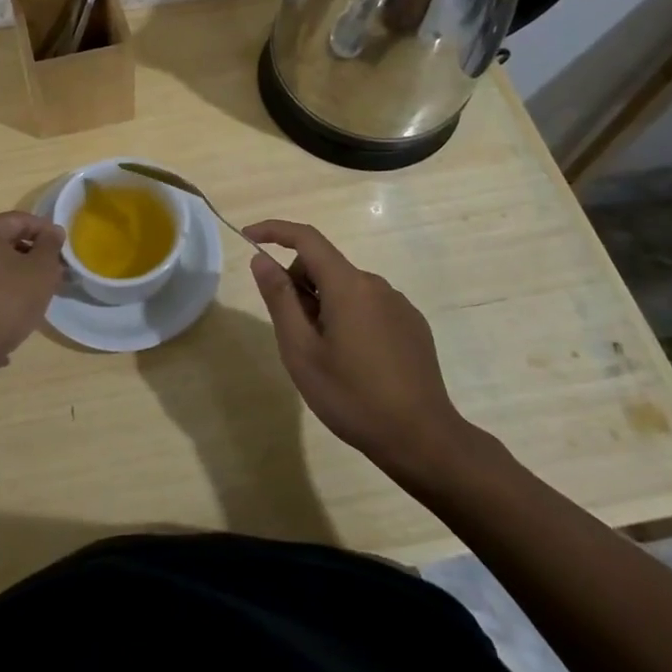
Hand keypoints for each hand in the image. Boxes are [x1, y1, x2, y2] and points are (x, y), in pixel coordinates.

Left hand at [0, 212, 66, 374]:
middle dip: (31, 258)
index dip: (46, 232)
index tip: (64, 250)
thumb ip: (50, 246)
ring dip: (15, 279)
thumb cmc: (5, 303)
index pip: (21, 220)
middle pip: (4, 244)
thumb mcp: (40, 271)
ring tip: (35, 300)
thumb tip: (52, 231)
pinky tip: (10, 320)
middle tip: (53, 276)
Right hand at [244, 219, 477, 488]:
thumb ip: (280, 299)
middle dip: (300, 286)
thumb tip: (261, 259)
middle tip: (294, 334)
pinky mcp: (413, 326)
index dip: (274, 230)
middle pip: (325, 266)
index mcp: (348, 285)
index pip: (306, 238)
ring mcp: (398, 305)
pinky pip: (369, 306)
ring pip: (346, 288)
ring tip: (326, 356)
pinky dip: (350, 319)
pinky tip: (355, 363)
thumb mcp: (301, 351)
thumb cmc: (352, 396)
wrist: (423, 441)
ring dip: (325, 306)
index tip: (248, 237)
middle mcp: (376, 284)